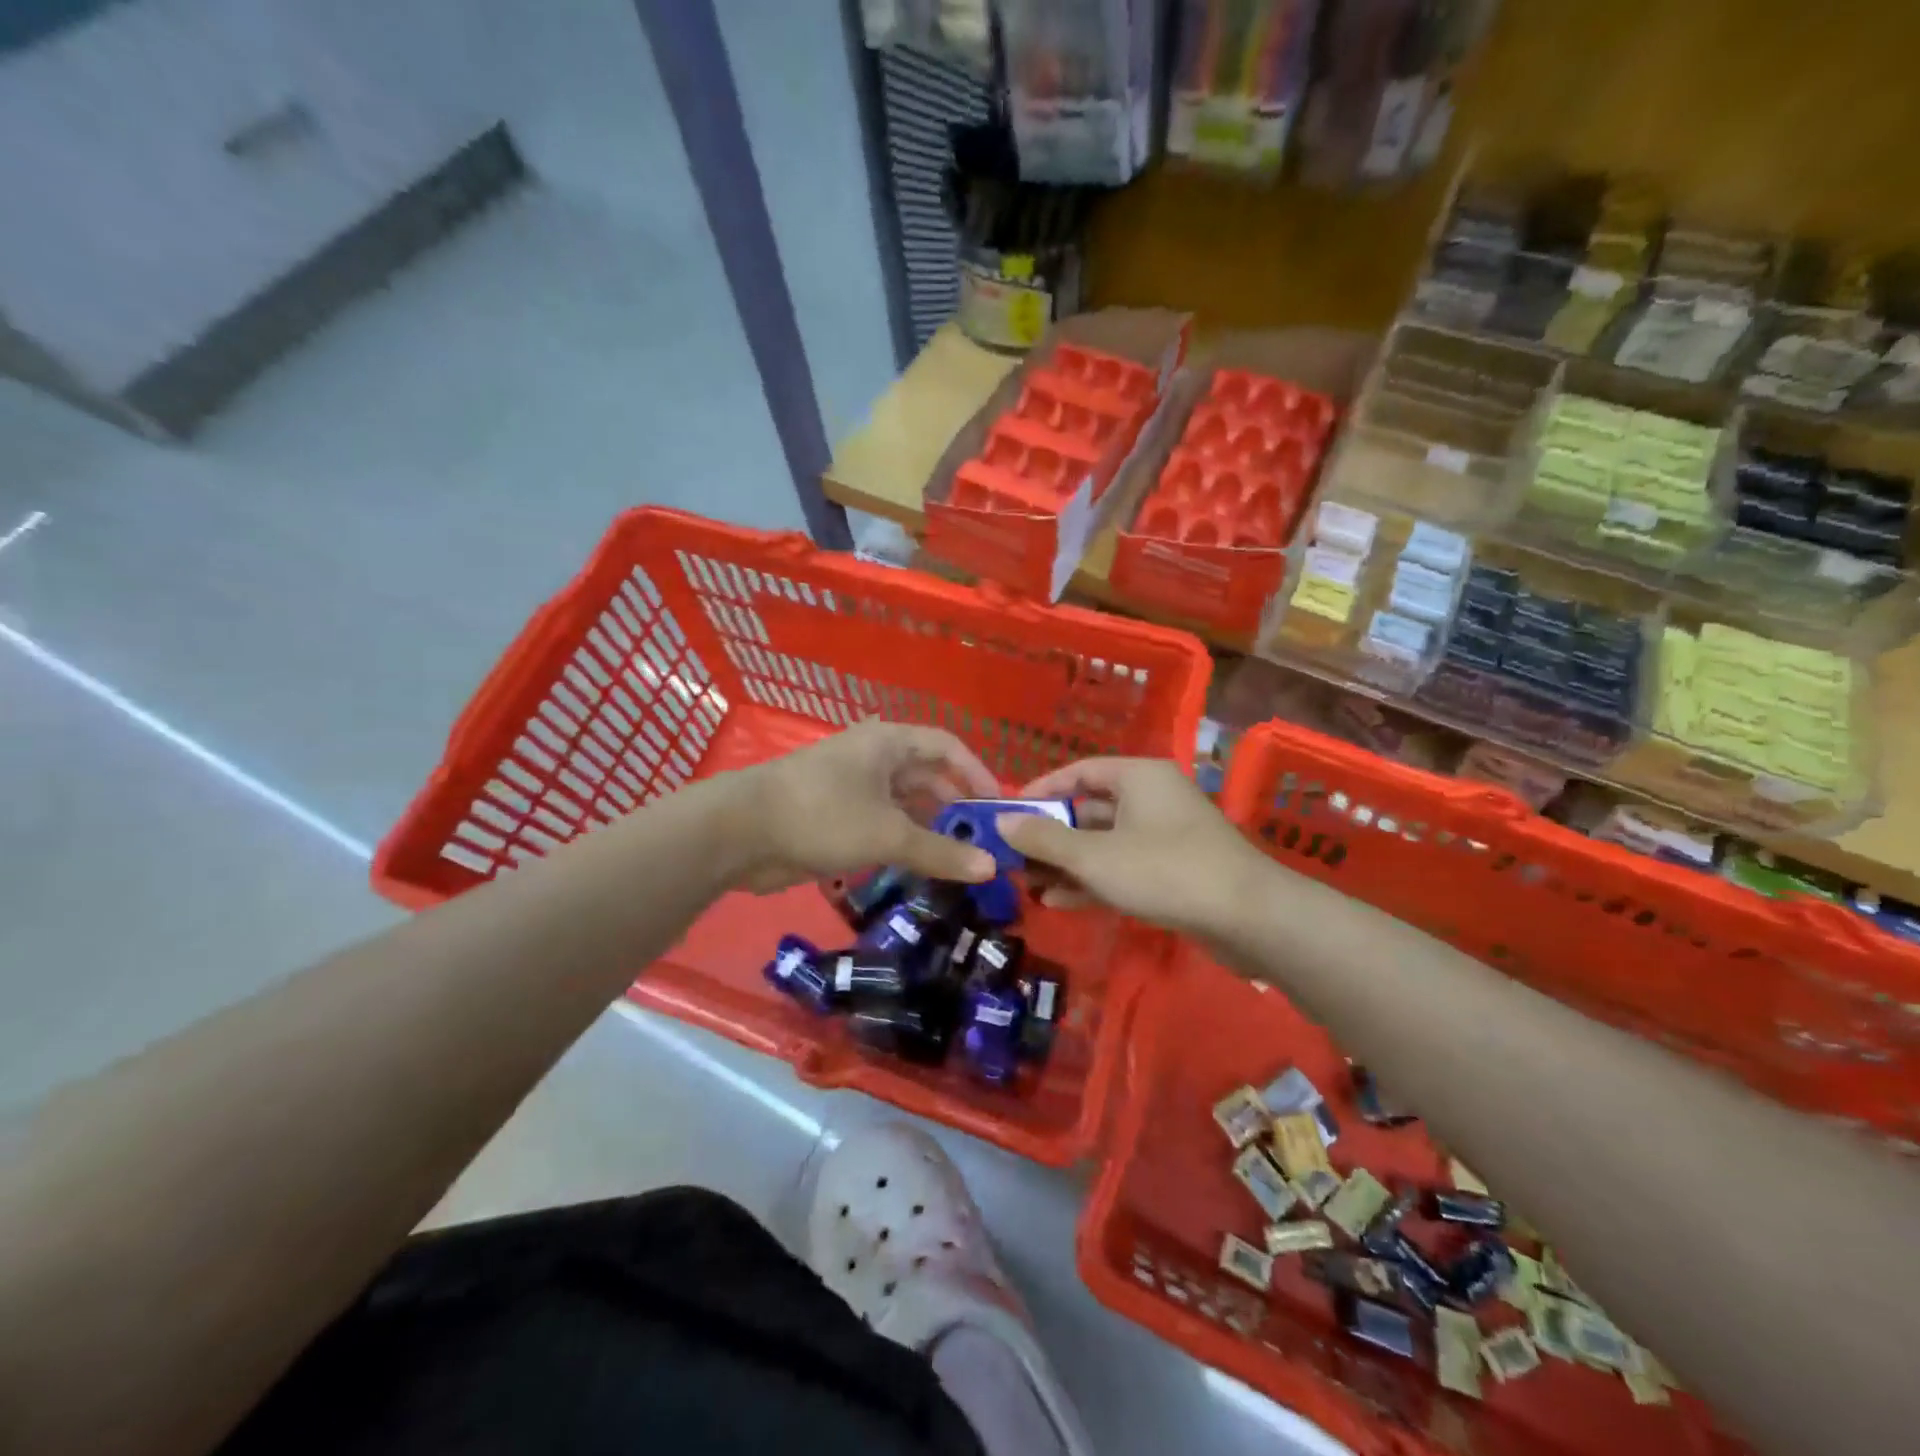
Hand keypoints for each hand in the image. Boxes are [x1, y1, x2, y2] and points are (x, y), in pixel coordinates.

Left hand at [723, 721, 999, 892]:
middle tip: (983, 846)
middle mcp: (874, 759)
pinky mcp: (836, 818)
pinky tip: (920, 870)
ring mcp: (853, 789)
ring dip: (930, 831)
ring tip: (959, 864)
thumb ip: (940, 851)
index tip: (998, 808)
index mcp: (888, 743)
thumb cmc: (822, 815)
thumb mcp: (888, 834)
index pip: (947, 746)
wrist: (739, 833)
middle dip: (955, 809)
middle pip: (928, 778)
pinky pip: (882, 827)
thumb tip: (991, 868)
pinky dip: (903, 845)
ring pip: (905, 807)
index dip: (977, 773)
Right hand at [995, 758, 1267, 936]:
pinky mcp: (1172, 870)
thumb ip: (1044, 839)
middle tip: (1012, 857)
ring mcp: (1164, 835)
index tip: (1008, 814)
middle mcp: (1151, 798)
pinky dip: (1092, 880)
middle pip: (1088, 809)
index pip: (1078, 771)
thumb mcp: (1094, 856)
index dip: (1041, 791)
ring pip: (1104, 842)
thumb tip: (1002, 822)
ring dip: (1066, 863)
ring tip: (1027, 884)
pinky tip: (1058, 902)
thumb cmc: (1164, 870)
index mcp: (1137, 776)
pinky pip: (1122, 867)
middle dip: (1050, 836)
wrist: (1248, 918)